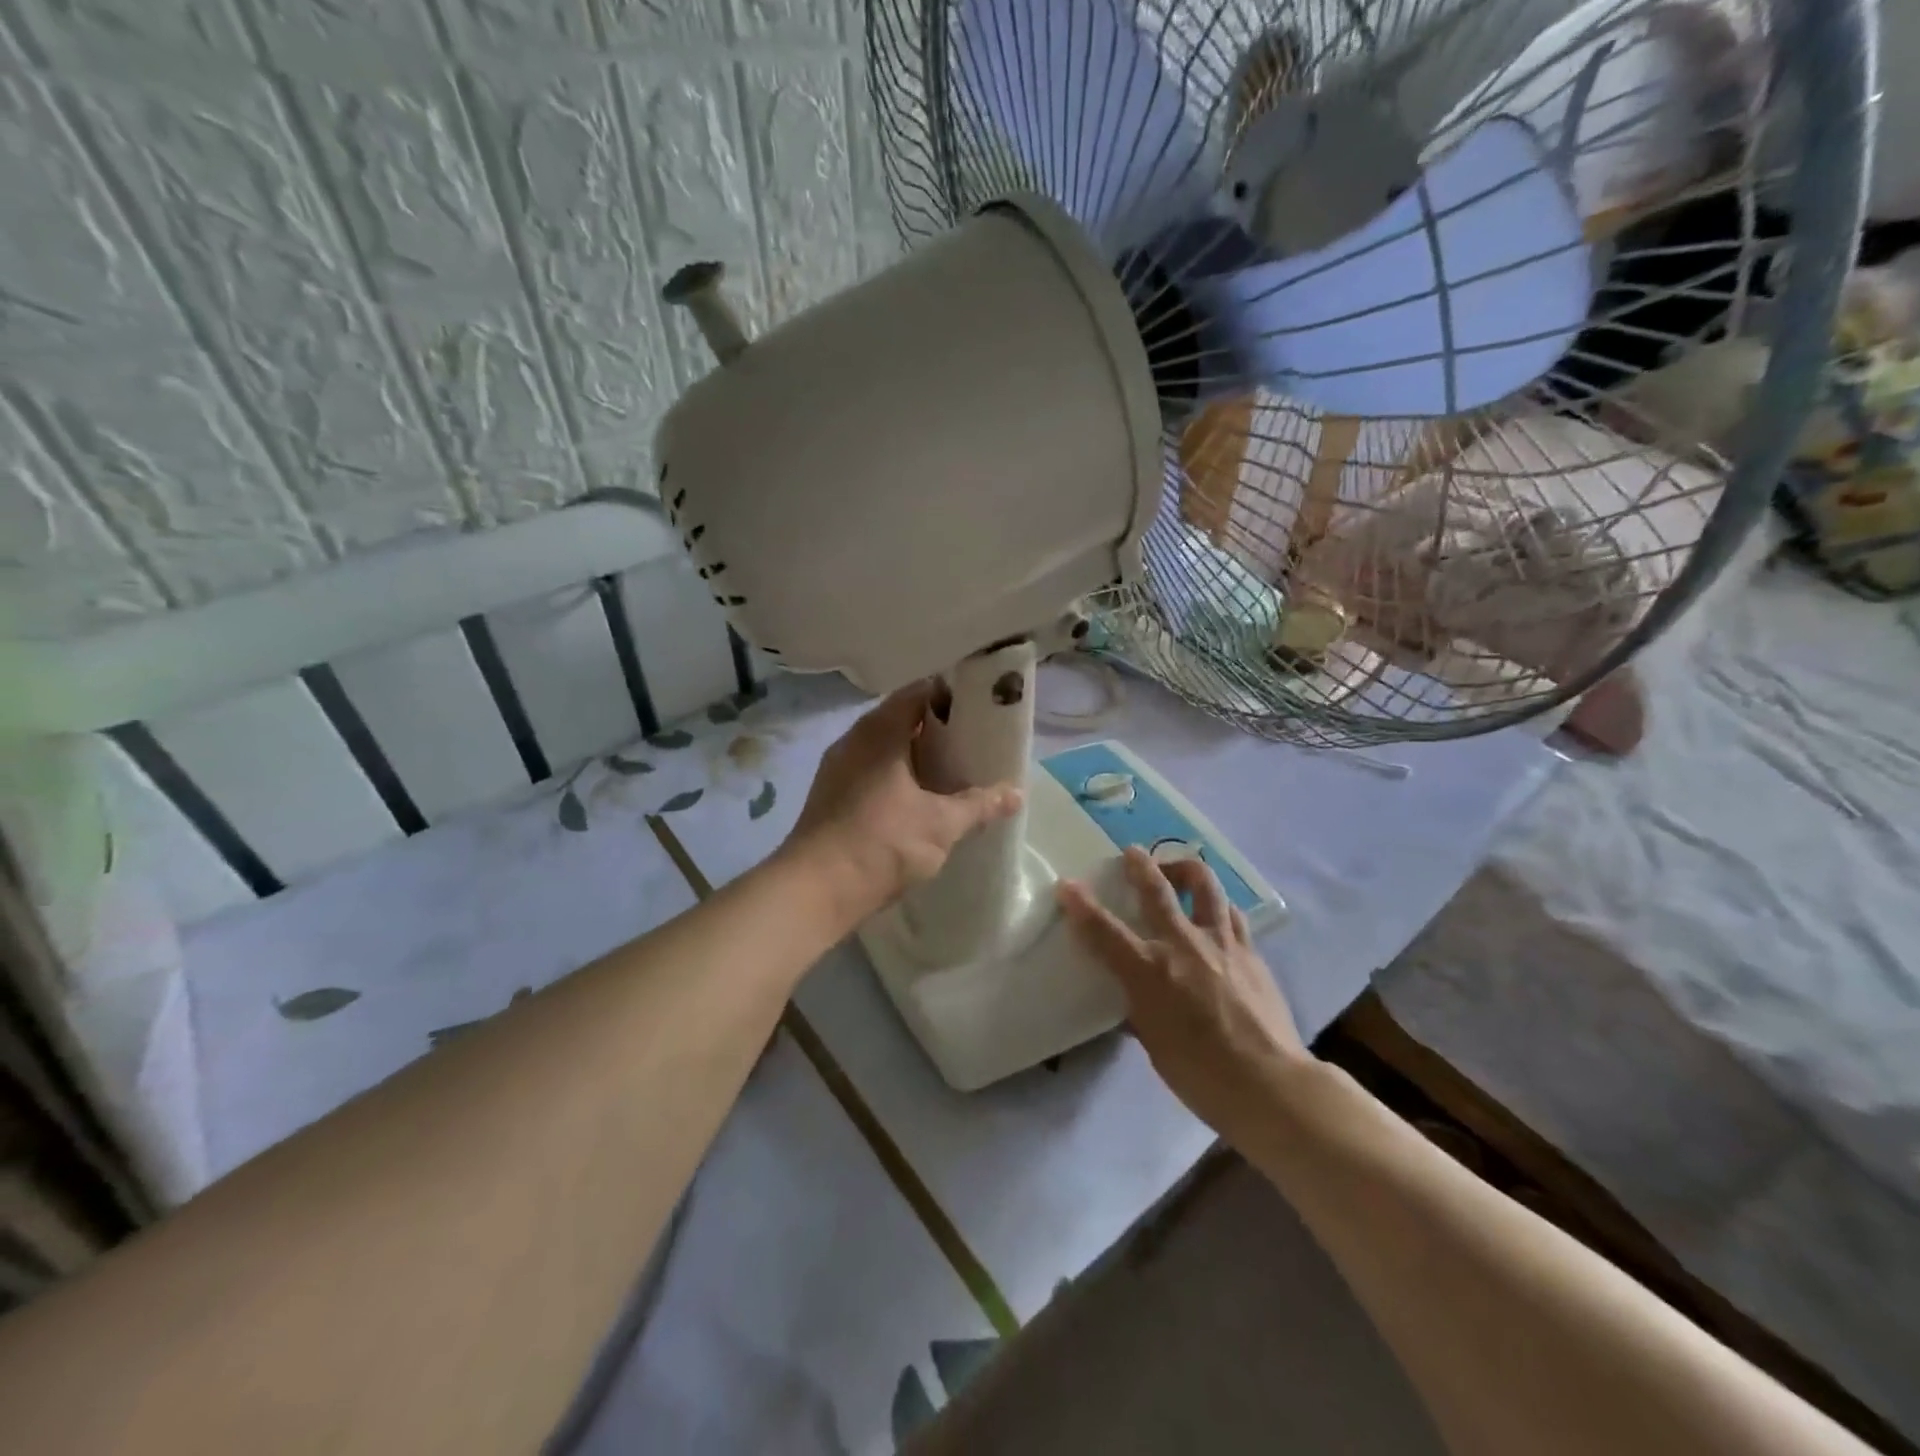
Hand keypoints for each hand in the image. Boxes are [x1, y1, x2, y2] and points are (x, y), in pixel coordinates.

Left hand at [784, 681, 1022, 926]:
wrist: (815, 890)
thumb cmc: (881, 843)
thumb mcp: (941, 824)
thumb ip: (980, 805)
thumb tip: (1016, 792)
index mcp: (879, 731)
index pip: (919, 692)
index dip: (951, 694)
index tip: (981, 706)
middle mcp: (854, 740)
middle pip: (902, 719)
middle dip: (938, 728)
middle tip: (974, 740)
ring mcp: (838, 768)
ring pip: (885, 748)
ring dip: (916, 755)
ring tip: (953, 769)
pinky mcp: (832, 796)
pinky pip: (872, 771)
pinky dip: (898, 776)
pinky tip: (919, 799)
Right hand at [1057, 848, 1310, 1144]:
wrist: (1269, 1083)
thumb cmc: (1200, 1074)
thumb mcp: (1154, 1044)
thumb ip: (1140, 1008)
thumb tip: (1132, 997)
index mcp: (1149, 971)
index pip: (1104, 930)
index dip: (1081, 905)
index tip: (1067, 885)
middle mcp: (1182, 944)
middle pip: (1156, 890)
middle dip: (1139, 866)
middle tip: (1131, 853)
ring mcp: (1220, 943)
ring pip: (1204, 886)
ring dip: (1185, 870)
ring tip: (1178, 870)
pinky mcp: (1250, 951)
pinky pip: (1232, 914)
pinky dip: (1218, 905)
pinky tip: (1216, 912)